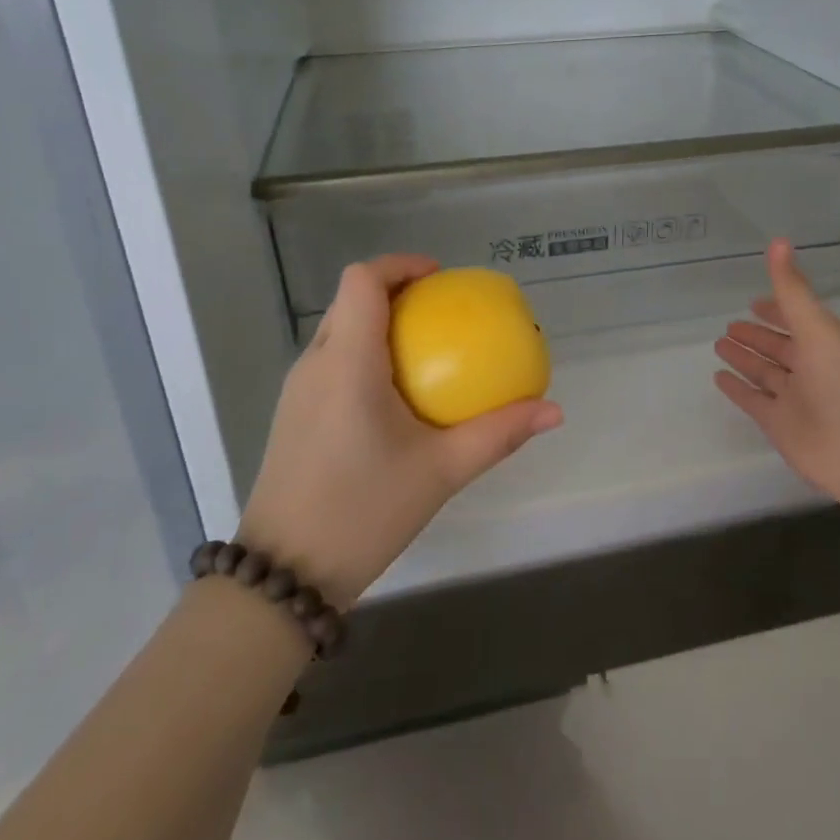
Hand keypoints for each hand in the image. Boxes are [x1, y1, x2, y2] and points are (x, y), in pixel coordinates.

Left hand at [240, 255, 562, 606]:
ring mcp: (298, 391)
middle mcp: (315, 364)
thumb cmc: (364, 511)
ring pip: (338, 330)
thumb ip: (499, 434)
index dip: (399, 264)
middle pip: (350, 300)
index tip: (441, 278)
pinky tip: (397, 394)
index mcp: (347, 362)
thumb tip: (554, 410)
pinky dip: (365, 353)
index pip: (362, 281)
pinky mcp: (293, 415)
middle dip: (396, 291)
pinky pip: (331, 361)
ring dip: (379, 323)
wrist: (285, 575)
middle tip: (443, 312)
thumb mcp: (441, 471)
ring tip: (426, 347)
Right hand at [714, 240, 839, 508]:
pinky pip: (754, 401)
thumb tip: (778, 239)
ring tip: (718, 344)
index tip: (754, 301)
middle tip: (729, 325)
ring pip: (766, 372)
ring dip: (745, 359)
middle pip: (780, 346)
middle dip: (757, 335)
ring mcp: (799, 398)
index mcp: (832, 341)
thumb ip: (792, 289)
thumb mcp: (819, 327)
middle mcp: (816, 367)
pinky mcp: (783, 426)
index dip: (777, 308)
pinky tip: (718, 377)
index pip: (799, 318)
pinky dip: (738, 389)